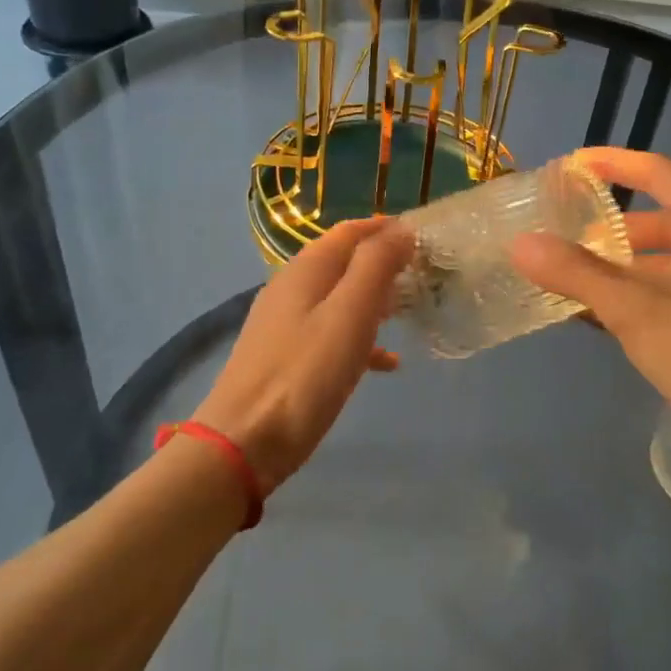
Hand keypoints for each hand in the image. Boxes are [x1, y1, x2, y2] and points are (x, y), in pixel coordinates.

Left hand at [194, 217, 413, 491]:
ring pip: (340, 297)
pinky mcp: (285, 355)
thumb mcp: (350, 314)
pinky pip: (330, 333)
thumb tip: (401, 229)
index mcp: (307, 269)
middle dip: (385, 264)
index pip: (352, 231)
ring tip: (412, 312)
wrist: (244, 441)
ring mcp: (285, 322)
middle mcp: (292, 286)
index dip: (388, 229)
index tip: (426, 237)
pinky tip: (386, 362)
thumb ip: (376, 266)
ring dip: (375, 299)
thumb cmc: (305, 374)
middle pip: (345, 262)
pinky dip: (360, 337)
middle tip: (426, 276)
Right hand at [510, 149, 670, 502]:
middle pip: (663, 223)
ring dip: (623, 271)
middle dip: (613, 230)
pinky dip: (641, 302)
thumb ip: (575, 272)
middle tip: (564, 236)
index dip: (614, 164)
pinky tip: (604, 321)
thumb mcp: (636, 308)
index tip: (572, 165)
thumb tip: (520, 243)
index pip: (659, 174)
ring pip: (669, 265)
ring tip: (573, 280)